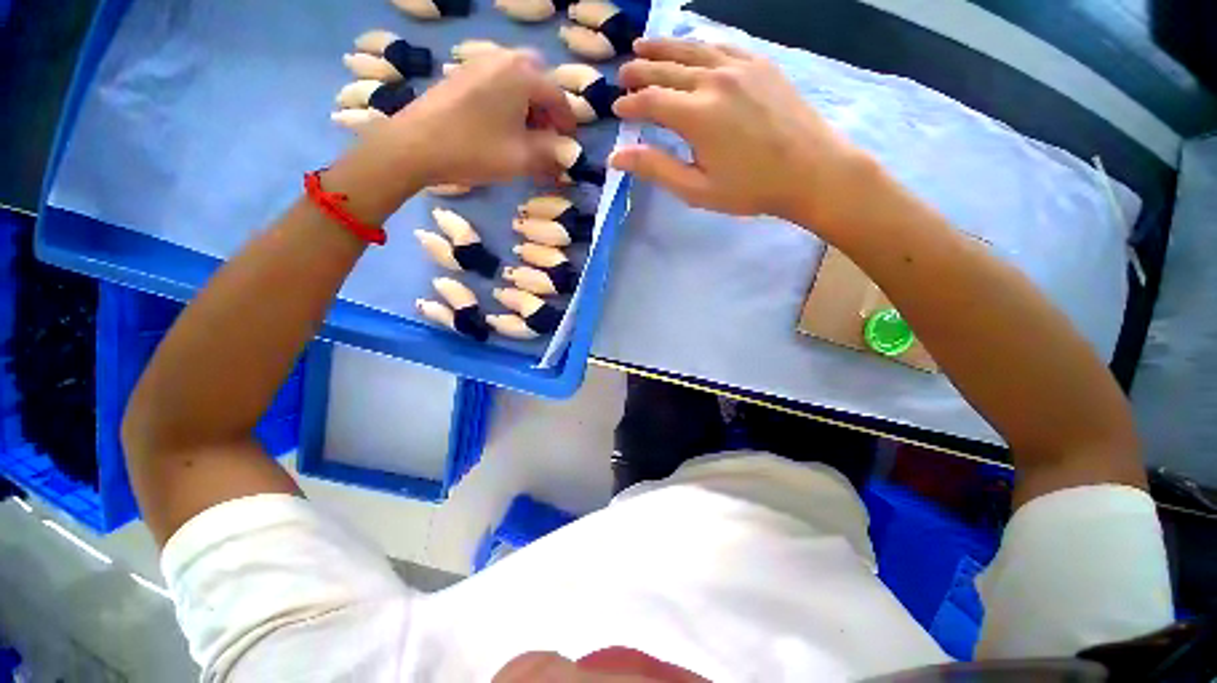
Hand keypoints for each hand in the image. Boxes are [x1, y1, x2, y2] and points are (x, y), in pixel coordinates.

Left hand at [333, 50, 575, 217]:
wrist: (415, 145)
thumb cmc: (475, 150)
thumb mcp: (522, 158)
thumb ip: (551, 153)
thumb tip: (568, 152)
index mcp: (523, 75)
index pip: (558, 97)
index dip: (568, 124)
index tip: (569, 145)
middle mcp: (503, 59)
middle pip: (538, 79)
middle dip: (548, 108)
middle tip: (547, 135)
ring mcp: (479, 62)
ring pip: (517, 79)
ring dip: (529, 104)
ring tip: (525, 134)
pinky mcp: (462, 73)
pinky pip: (497, 81)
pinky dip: (508, 100)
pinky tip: (502, 125)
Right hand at [611, 39, 873, 225]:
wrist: (811, 171)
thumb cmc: (750, 189)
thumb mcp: (696, 189)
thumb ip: (656, 168)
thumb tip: (616, 156)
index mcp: (697, 115)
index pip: (651, 101)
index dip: (630, 105)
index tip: (617, 109)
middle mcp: (714, 80)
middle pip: (666, 69)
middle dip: (640, 71)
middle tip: (623, 75)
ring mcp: (740, 66)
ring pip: (691, 50)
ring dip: (663, 48)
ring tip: (642, 45)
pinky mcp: (760, 64)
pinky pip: (722, 46)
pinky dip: (699, 45)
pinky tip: (691, 48)